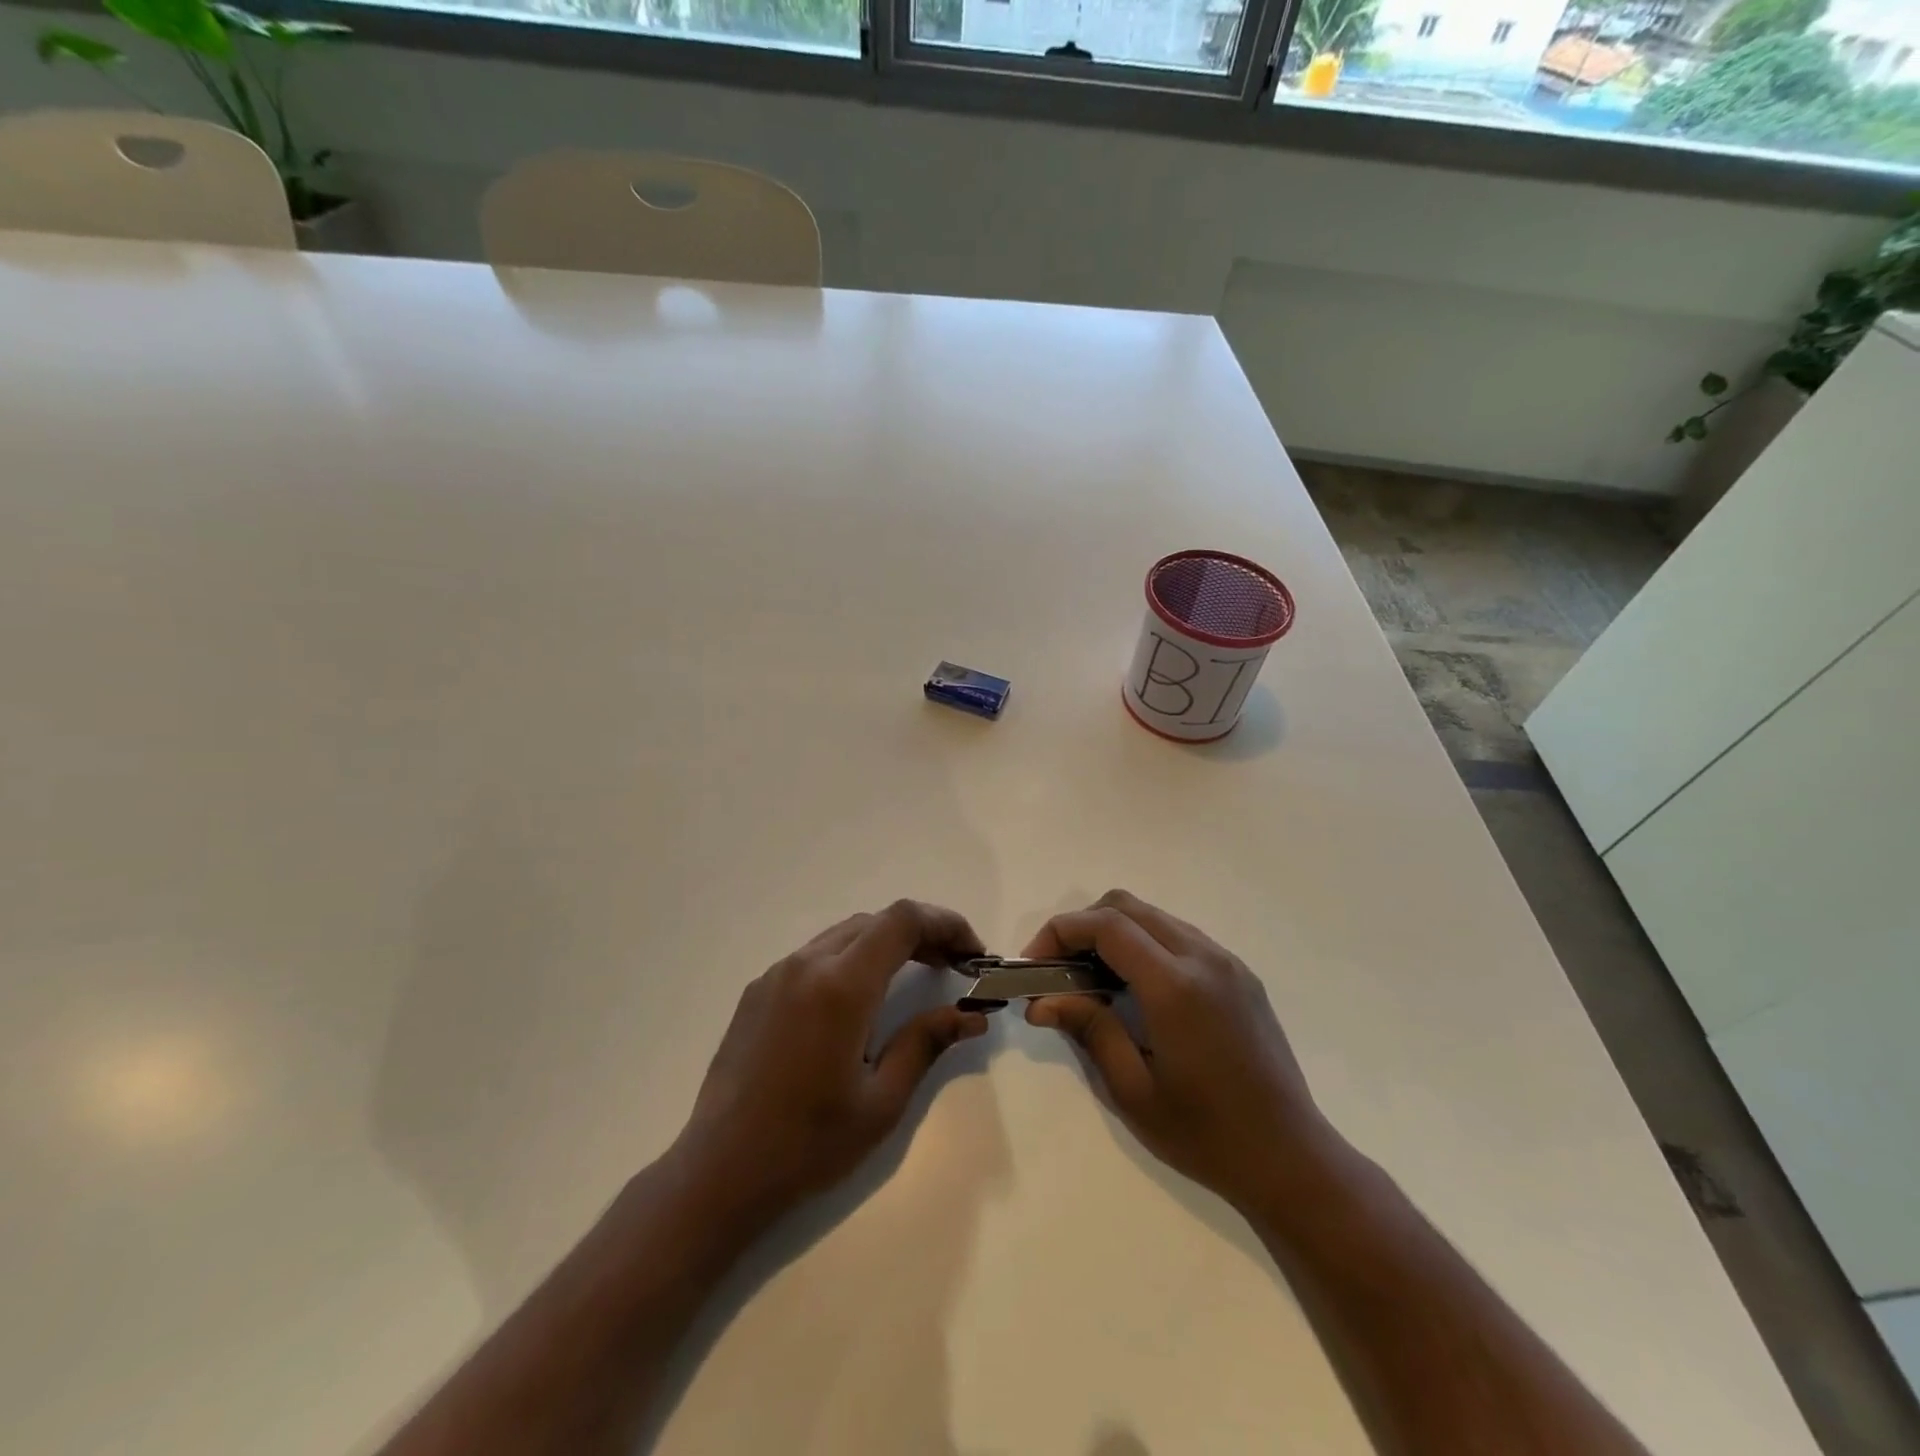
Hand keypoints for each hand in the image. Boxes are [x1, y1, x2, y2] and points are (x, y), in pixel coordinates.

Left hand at [672, 899, 989, 1224]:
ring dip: (886, 943)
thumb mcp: (881, 1101)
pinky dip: (852, 958)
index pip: (903, 921)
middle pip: (876, 921)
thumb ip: (927, 1043)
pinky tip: (861, 998)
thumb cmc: (808, 1144)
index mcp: (841, 986)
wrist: (718, 1171)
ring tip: (916, 975)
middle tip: (953, 967)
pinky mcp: (758, 991)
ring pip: (845, 934)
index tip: (972, 954)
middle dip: (922, 934)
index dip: (946, 924)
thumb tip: (973, 1015)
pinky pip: (816, 955)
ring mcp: (776, 974)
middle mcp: (807, 964)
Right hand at [1023, 889, 1329, 1211]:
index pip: (1106, 925)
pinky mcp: (1240, 975)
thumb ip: (1088, 1030)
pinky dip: (1146, 944)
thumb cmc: (1206, 1134)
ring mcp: (1227, 962)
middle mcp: (1203, 958)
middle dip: (1082, 926)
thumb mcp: (1133, 1091)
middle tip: (1058, 969)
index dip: (1060, 932)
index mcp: (1176, 986)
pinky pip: (1180, 937)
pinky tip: (1136, 989)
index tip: (1034, 964)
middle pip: (1127, 906)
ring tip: (1092, 980)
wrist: (1292, 1158)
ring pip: (1155, 917)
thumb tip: (1041, 1000)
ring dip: (1114, 933)